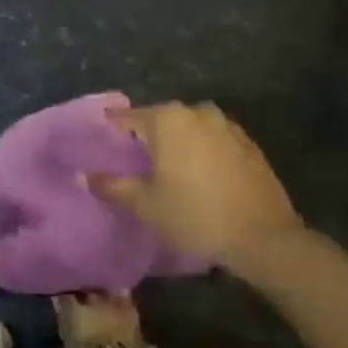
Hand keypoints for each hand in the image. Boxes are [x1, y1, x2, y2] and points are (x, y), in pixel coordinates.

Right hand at [92, 102, 302, 266]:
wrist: (262, 235)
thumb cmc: (195, 215)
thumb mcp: (146, 205)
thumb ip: (113, 186)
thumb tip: (85, 176)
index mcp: (167, 120)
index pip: (129, 117)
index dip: (114, 127)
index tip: (103, 135)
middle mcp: (196, 112)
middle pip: (162, 118)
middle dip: (148, 134)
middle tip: (135, 158)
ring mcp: (226, 126)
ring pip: (191, 127)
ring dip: (179, 141)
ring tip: (170, 167)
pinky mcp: (248, 143)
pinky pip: (215, 140)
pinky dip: (203, 150)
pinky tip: (202, 174)